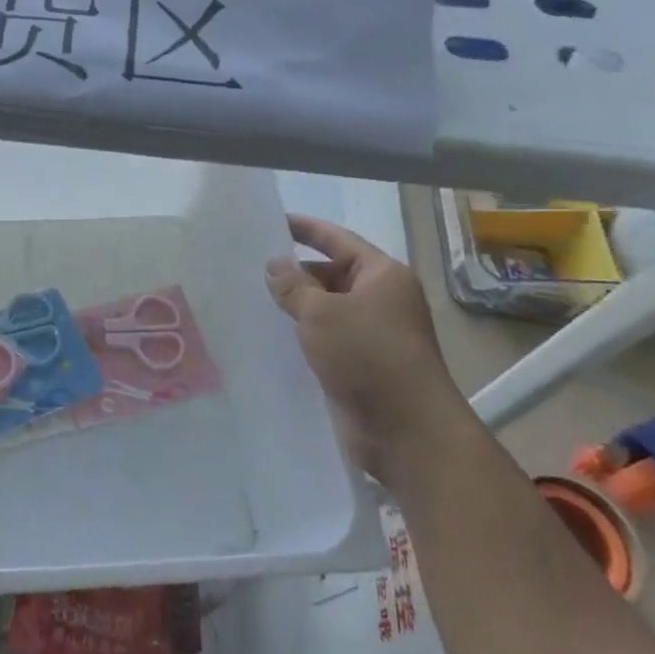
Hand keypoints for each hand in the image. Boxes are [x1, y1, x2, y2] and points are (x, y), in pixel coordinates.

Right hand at [264, 216, 474, 487]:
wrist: (406, 432)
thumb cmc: (369, 356)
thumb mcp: (322, 312)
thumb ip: (293, 285)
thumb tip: (274, 264)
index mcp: (382, 276)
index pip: (338, 240)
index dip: (305, 229)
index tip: (272, 221)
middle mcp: (381, 300)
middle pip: (330, 274)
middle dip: (293, 272)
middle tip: (248, 268)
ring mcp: (371, 335)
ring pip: (325, 310)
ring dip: (294, 307)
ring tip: (249, 300)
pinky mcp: (359, 365)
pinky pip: (324, 340)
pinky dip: (300, 335)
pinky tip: (268, 337)